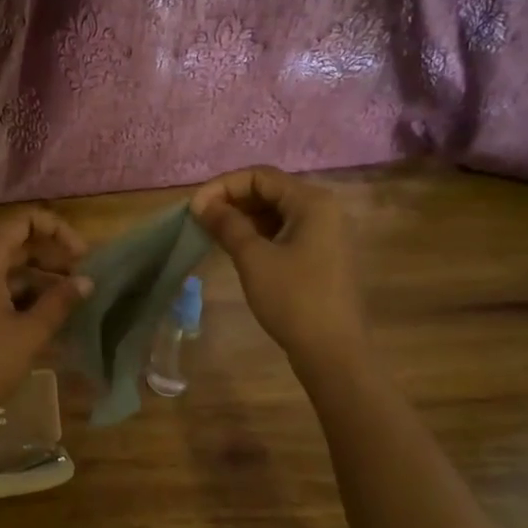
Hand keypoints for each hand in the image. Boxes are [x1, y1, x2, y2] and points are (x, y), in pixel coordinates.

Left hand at [0, 208, 92, 440]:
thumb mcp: (31, 333)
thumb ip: (60, 301)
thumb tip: (86, 281)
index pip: (21, 223)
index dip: (55, 229)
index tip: (82, 253)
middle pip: (14, 246)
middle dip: (51, 257)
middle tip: (82, 278)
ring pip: (5, 271)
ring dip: (38, 279)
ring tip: (70, 300)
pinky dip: (20, 296)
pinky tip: (45, 315)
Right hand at [191, 166, 366, 361]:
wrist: (333, 351)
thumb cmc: (293, 299)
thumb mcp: (253, 258)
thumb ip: (227, 224)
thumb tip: (201, 204)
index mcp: (312, 202)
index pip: (259, 176)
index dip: (222, 186)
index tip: (194, 208)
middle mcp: (323, 209)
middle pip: (269, 190)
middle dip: (231, 200)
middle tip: (200, 220)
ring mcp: (325, 233)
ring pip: (275, 212)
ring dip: (242, 217)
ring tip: (212, 233)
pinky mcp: (321, 254)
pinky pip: (284, 231)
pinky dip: (258, 233)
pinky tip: (236, 248)